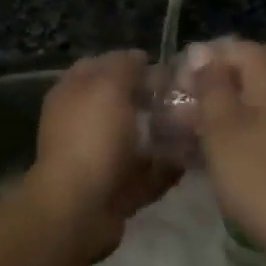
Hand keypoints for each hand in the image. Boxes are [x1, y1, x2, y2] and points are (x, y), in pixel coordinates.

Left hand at [22, 50, 181, 263]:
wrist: (79, 208)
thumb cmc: (92, 138)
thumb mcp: (108, 87)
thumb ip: (125, 66)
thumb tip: (139, 58)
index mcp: (72, 93)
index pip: (101, 65)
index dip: (130, 62)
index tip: (164, 67)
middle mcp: (81, 122)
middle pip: (121, 102)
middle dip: (152, 99)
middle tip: (185, 97)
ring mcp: (96, 156)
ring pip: (135, 138)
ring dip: (162, 133)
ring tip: (193, 126)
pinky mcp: (113, 187)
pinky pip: (144, 172)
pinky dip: (164, 167)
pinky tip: (189, 160)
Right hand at [183, 39, 265, 251]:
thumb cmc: (257, 175)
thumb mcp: (221, 127)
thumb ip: (211, 84)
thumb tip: (204, 54)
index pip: (238, 48)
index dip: (204, 60)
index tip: (177, 84)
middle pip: (250, 74)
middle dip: (213, 87)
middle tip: (181, 111)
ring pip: (259, 103)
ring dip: (226, 112)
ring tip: (194, 134)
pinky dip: (246, 132)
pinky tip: (223, 155)